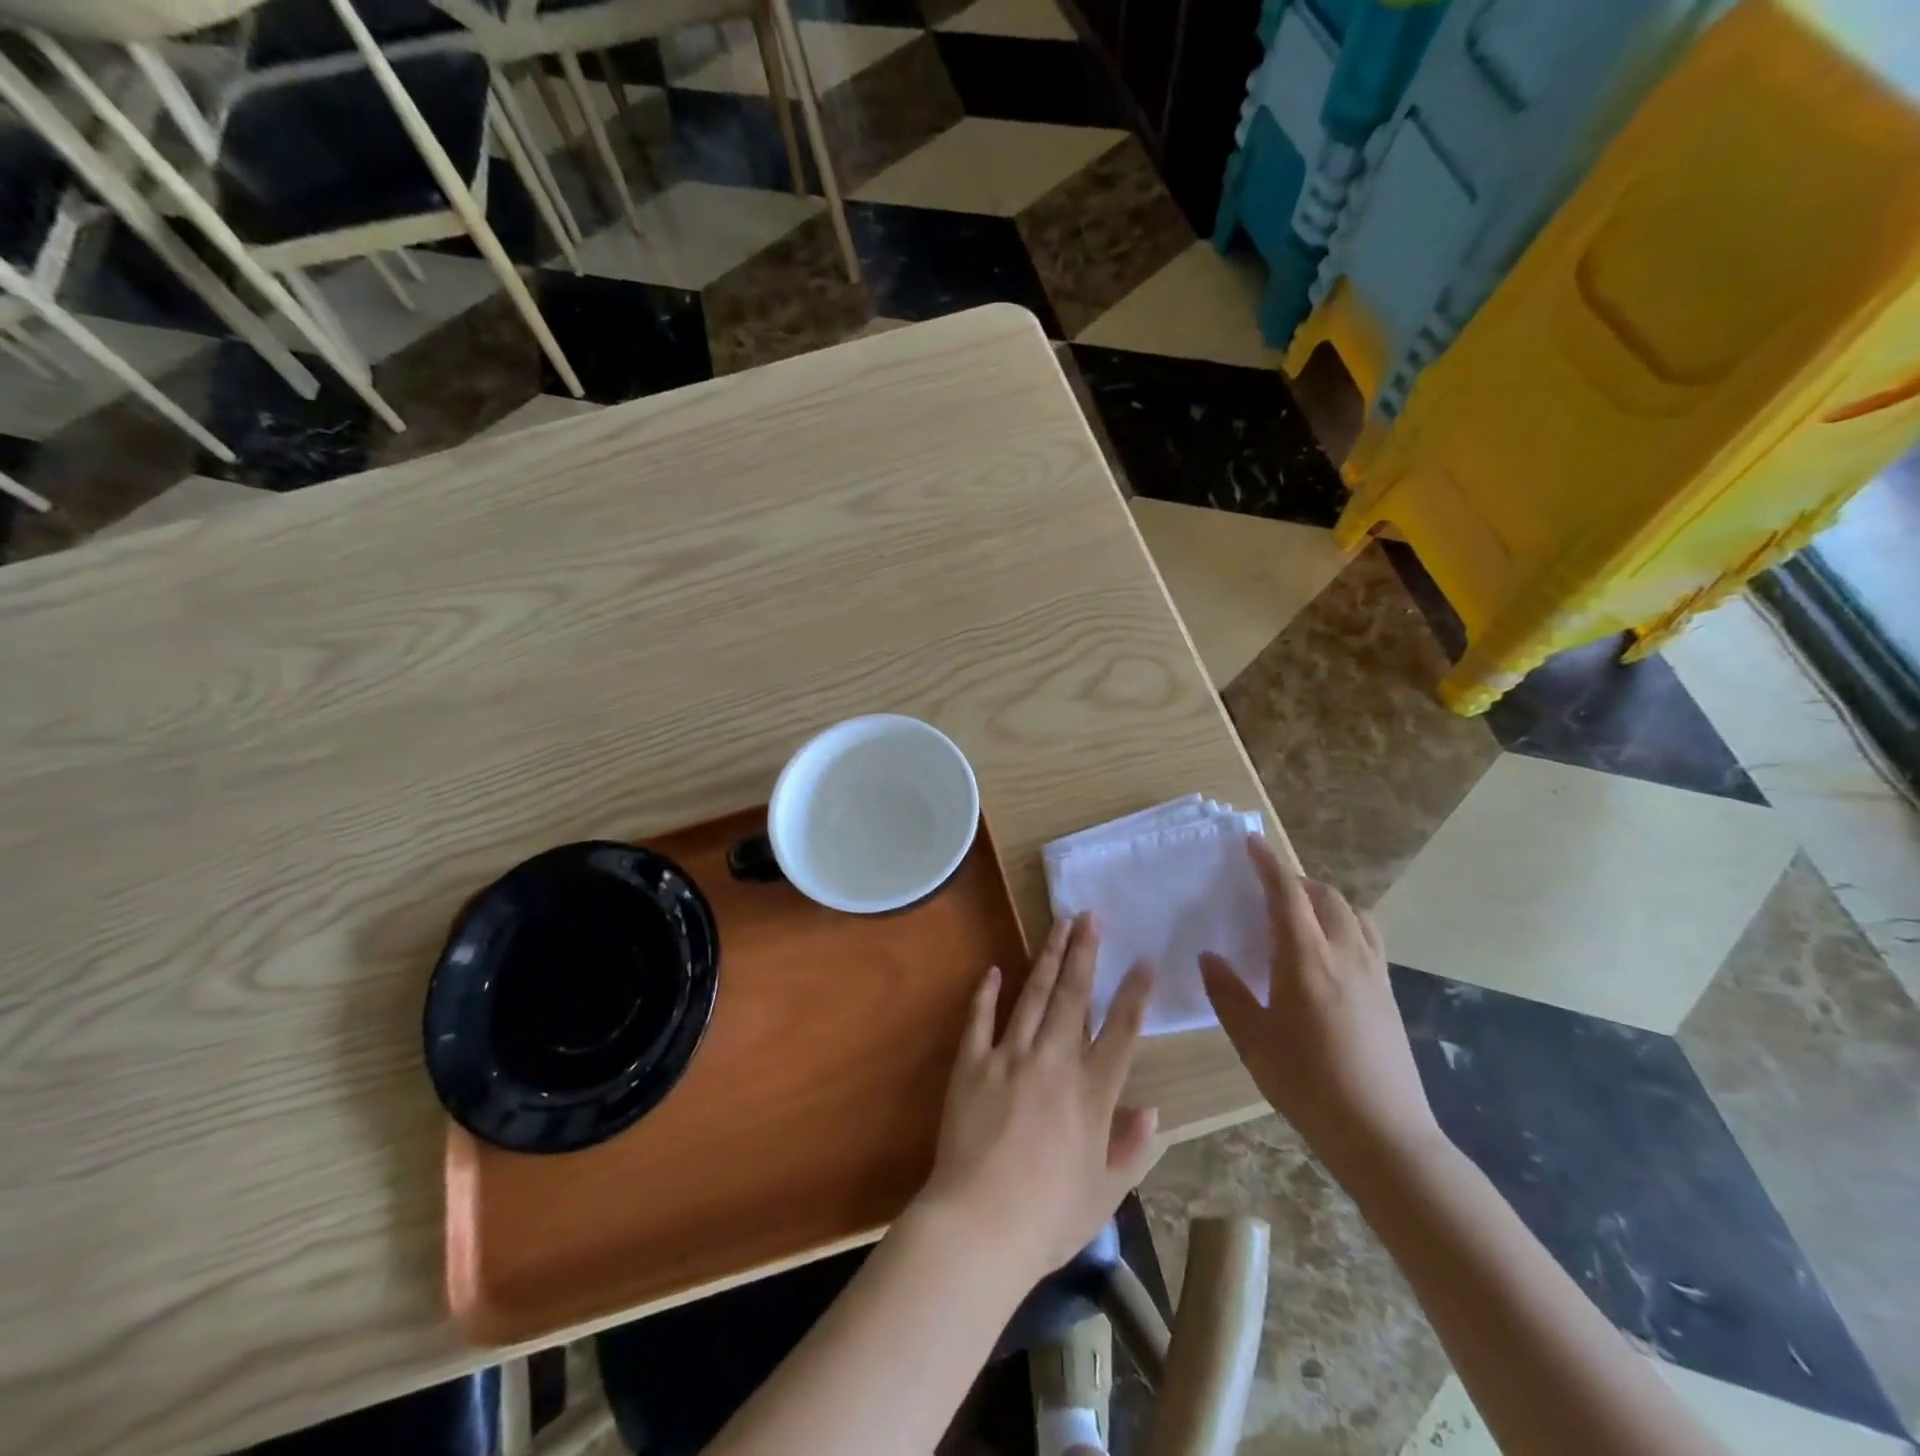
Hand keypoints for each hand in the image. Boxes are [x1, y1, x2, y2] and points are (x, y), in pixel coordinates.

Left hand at [915, 913, 1158, 1279]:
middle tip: (1089, 916)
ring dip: (1047, 957)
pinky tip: (993, 970)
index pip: (1121, 1031)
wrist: (980, 1225)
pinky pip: (980, 1019)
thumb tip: (1153, 1110)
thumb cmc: (1049, 1216)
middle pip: (1074, 996)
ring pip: (1034, 996)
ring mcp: (1010, 1057)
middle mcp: (1054, 1062)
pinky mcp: (972, 1064)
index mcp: (1092, 1093)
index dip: (1134, 993)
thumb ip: (1132, 1149)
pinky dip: (986, 993)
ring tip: (1058, 925)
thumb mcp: (1105, 1194)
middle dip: (1084, 951)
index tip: (1143, 960)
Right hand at [1200, 835, 1441, 1172]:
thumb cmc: (1308, 1084)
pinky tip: (1327, 950)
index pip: (1287, 894)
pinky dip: (1343, 922)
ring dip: (1322, 899)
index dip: (1268, 863)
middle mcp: (1344, 953)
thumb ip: (1227, 993)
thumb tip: (1210, 956)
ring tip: (1298, 913)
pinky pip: (1366, 935)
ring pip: (1351, 912)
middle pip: (1324, 895)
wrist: (1383, 1133)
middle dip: (1294, 880)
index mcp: (1306, 959)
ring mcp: (1373, 971)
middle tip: (1265, 886)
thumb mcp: (1253, 1041)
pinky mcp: (1388, 991)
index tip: (1251, 842)